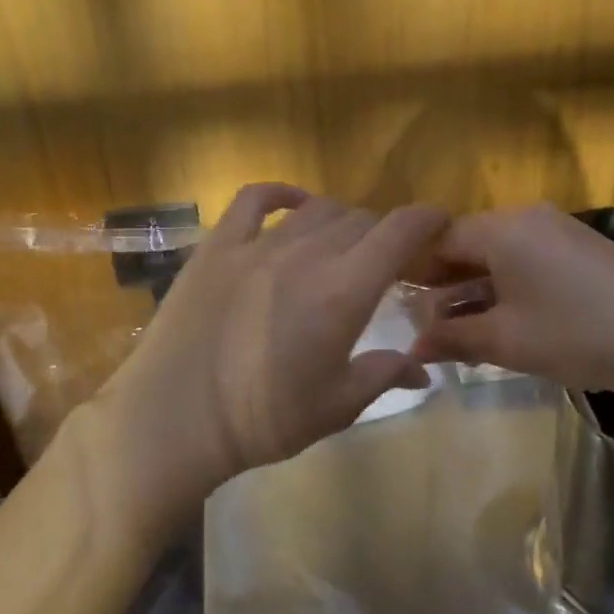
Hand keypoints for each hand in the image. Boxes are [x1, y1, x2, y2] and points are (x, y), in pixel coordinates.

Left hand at [84, 184, 449, 535]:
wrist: (173, 420)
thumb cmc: (262, 420)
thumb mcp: (336, 407)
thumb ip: (384, 374)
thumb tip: (425, 369)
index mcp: (344, 291)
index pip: (400, 231)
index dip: (428, 220)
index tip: (440, 225)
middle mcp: (306, 254)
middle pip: (361, 219)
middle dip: (384, 233)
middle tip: (384, 261)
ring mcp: (257, 244)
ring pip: (317, 210)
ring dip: (341, 221)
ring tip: (342, 244)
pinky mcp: (217, 246)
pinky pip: (254, 199)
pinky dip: (282, 193)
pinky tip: (294, 202)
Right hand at [411, 203, 613, 403]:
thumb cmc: (578, 335)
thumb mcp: (507, 341)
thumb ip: (453, 338)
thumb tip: (412, 346)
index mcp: (503, 229)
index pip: (440, 240)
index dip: (415, 273)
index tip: (397, 304)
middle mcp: (528, 218)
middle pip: (469, 245)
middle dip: (444, 285)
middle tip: (427, 325)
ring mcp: (560, 231)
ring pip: (499, 255)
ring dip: (475, 290)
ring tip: (461, 333)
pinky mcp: (583, 250)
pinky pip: (528, 261)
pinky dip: (507, 288)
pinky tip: (505, 322)